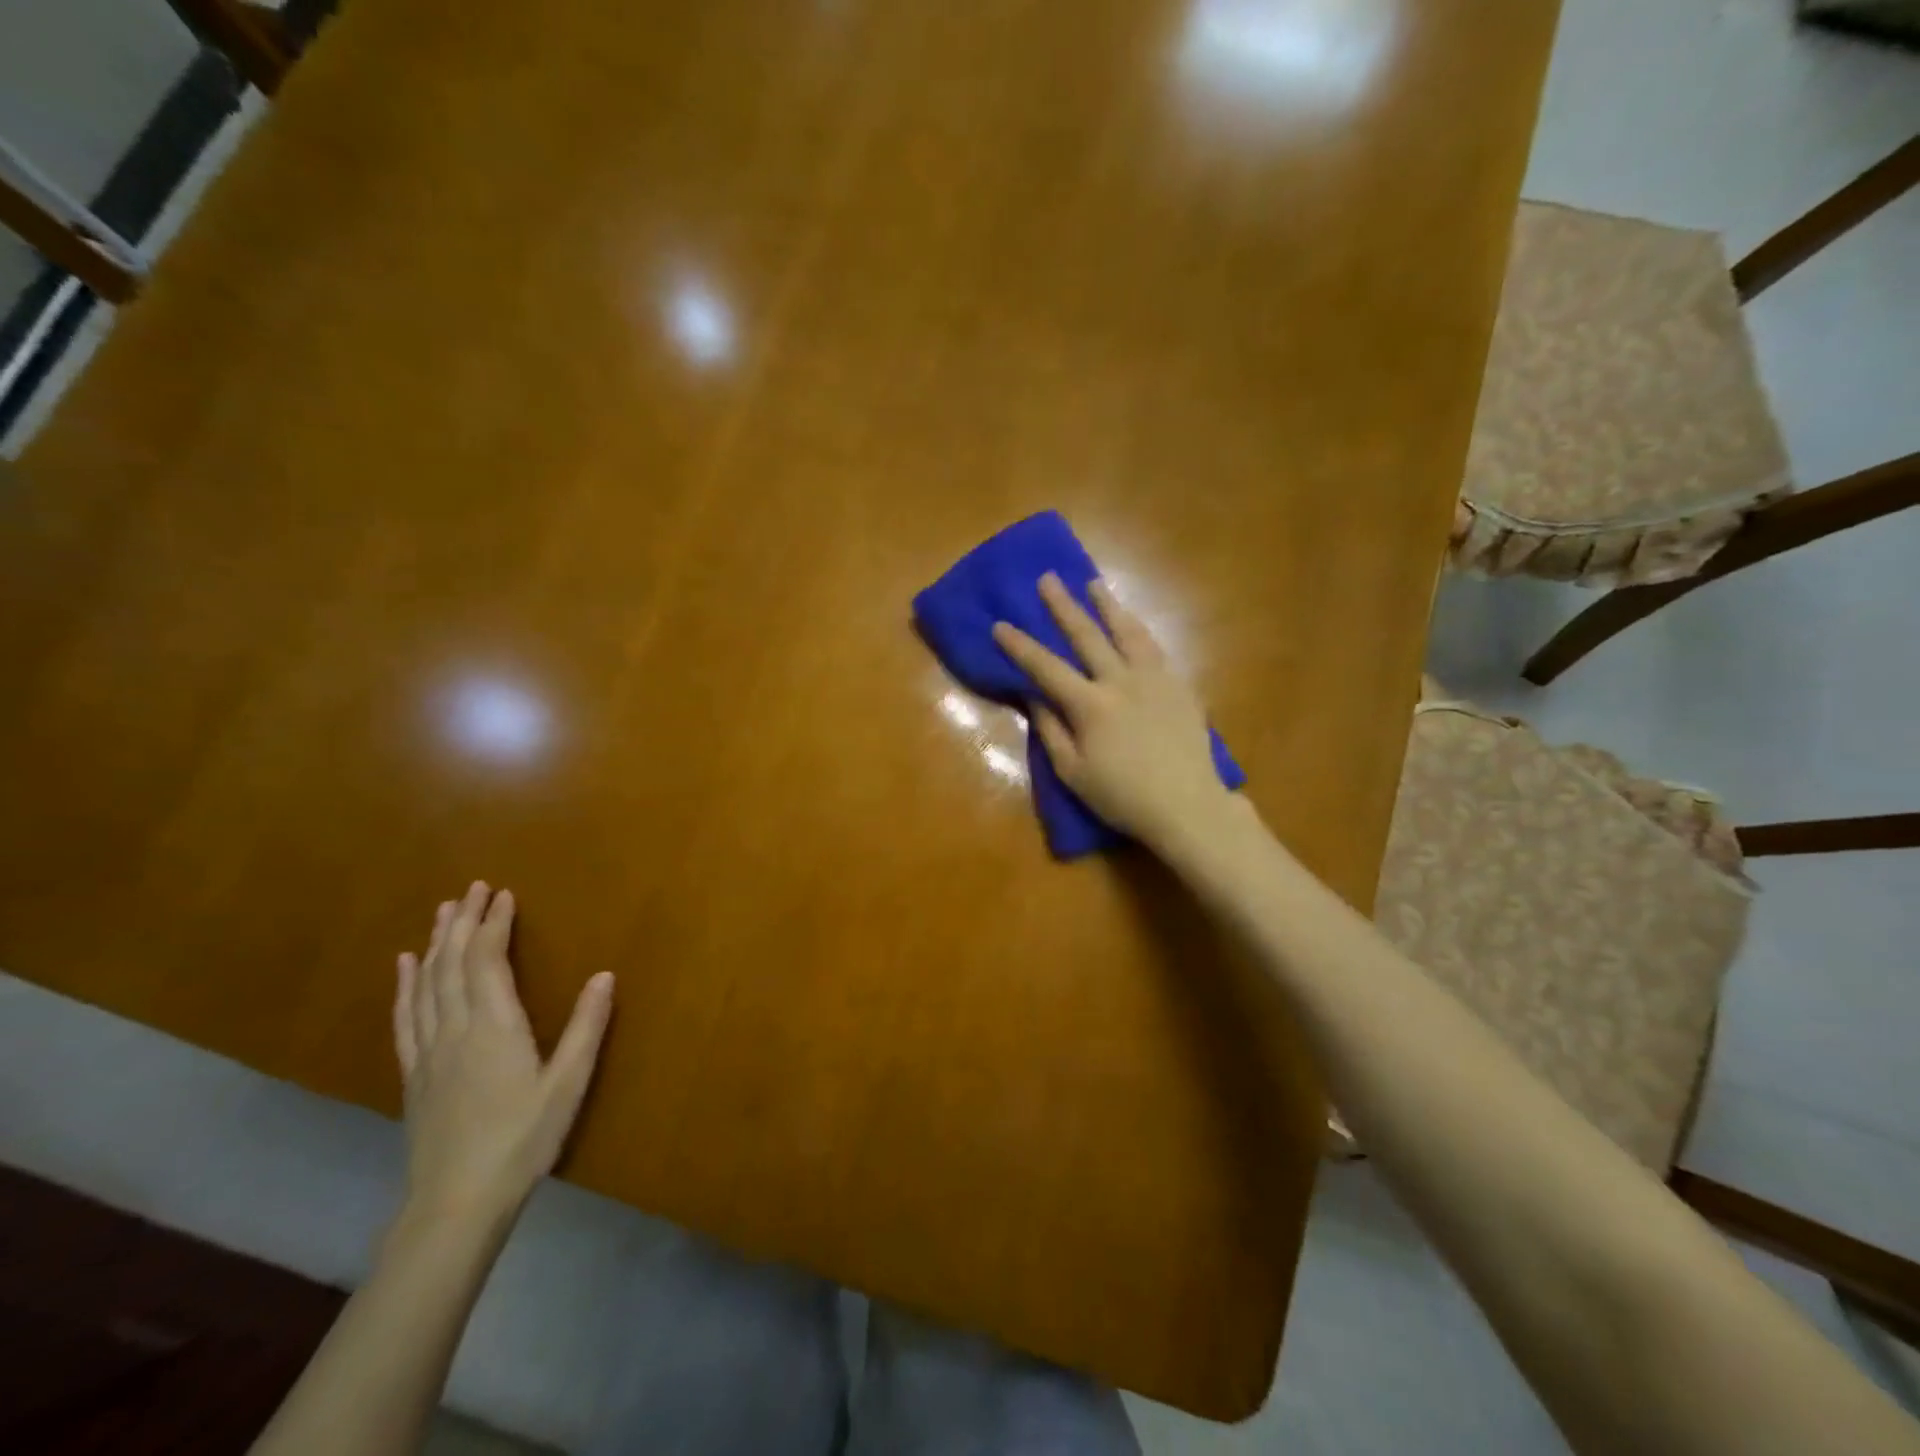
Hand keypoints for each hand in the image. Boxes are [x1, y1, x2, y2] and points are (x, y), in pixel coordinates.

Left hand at [393, 883, 613, 1225]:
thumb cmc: (522, 1140)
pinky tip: (404, 966)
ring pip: (427, 983)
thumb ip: (587, 1027)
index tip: (503, 894)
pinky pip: (406, 1016)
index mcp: (494, 1027)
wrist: (455, 1203)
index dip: (494, 924)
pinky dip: (405, 985)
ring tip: (442, 911)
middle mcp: (455, 1029)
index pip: (487, 961)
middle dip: (463, 921)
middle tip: (473, 888)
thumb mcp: (568, 1084)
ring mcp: (428, 1051)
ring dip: (436, 943)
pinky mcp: (414, 1073)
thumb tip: (605, 975)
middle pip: (453, 963)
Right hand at [993, 573, 1238, 852]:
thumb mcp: (1073, 772)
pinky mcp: (1179, 685)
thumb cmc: (1122, 796)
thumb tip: (1034, 697)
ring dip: (1108, 606)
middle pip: (1087, 636)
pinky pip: (1155, 648)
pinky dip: (1138, 630)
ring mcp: (1155, 679)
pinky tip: (1132, 623)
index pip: (1046, 668)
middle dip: (1063, 606)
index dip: (1020, 646)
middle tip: (1048, 579)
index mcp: (1091, 705)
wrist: (1187, 805)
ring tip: (1095, 584)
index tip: (1000, 624)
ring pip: (1128, 632)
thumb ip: (1051, 731)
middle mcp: (1121, 682)